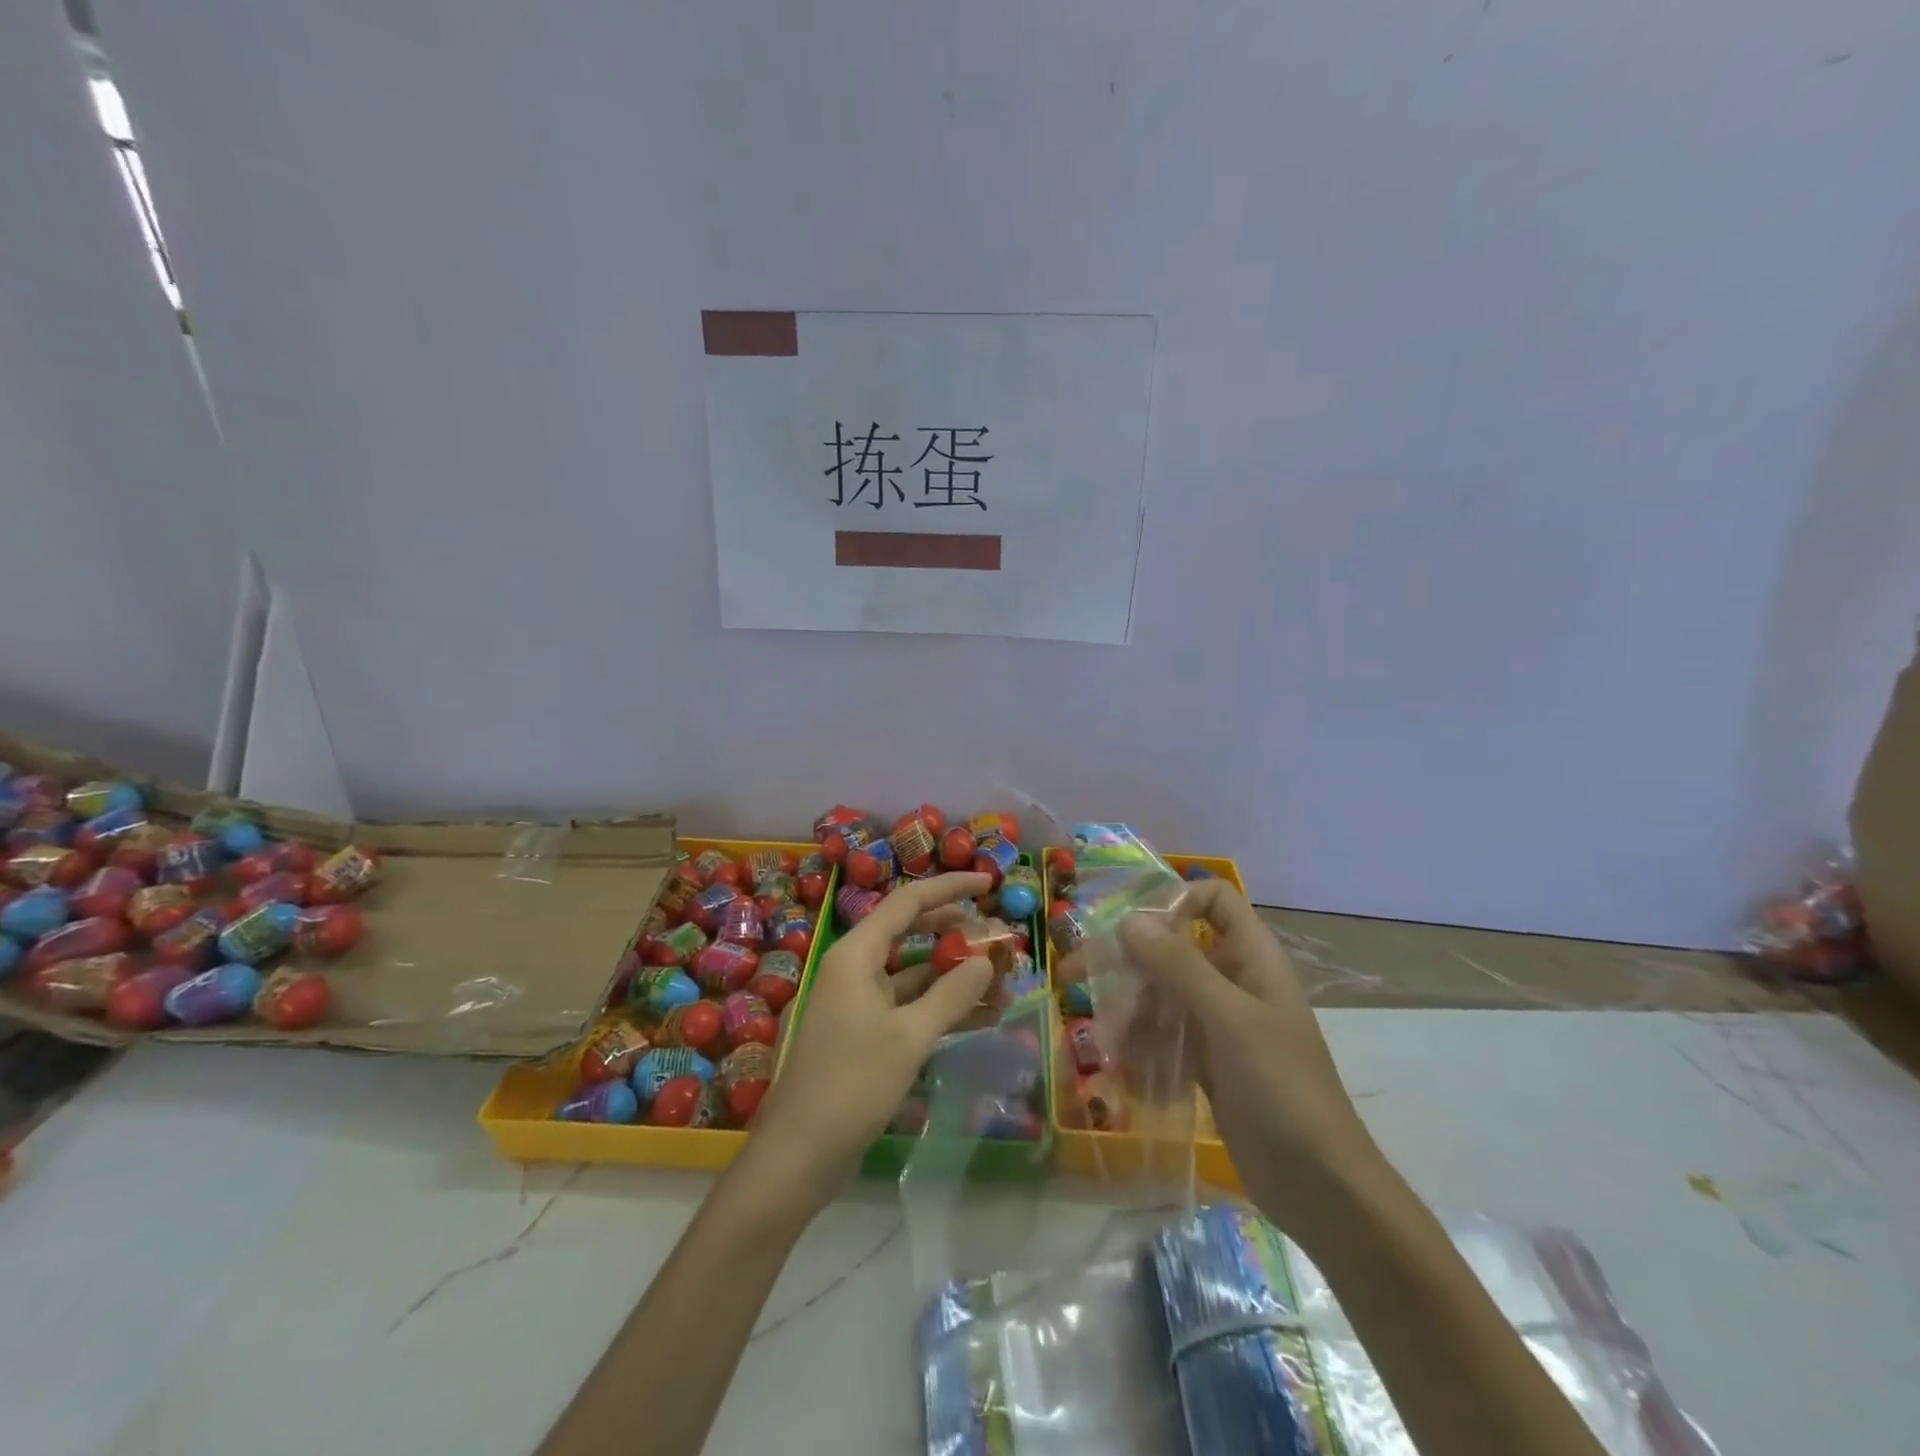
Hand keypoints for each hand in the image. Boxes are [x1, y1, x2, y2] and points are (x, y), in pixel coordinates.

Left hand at [748, 873, 995, 1204]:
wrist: (799, 1155)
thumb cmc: (852, 1084)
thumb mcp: (910, 1037)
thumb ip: (951, 994)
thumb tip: (986, 960)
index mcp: (856, 954)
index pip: (908, 902)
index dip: (949, 888)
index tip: (988, 882)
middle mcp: (856, 968)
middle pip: (912, 933)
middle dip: (957, 934)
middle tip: (1000, 940)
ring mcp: (859, 1002)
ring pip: (914, 973)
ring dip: (956, 976)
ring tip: (1004, 983)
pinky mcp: (865, 1034)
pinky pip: (910, 1006)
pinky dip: (942, 1007)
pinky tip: (982, 1016)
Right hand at [1117, 880, 1380, 1229]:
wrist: (1320, 1188)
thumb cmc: (1281, 1088)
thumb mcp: (1230, 1019)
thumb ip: (1179, 965)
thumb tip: (1130, 919)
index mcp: (1252, 957)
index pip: (1214, 899)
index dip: (1174, 901)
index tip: (1131, 928)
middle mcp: (1235, 981)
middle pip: (1174, 948)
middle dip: (1127, 960)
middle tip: (1074, 973)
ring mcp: (1220, 1024)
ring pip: (1163, 994)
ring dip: (1129, 1011)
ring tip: (1106, 1041)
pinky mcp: (1208, 1062)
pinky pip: (1165, 1036)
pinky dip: (1142, 1045)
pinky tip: (1124, 1069)